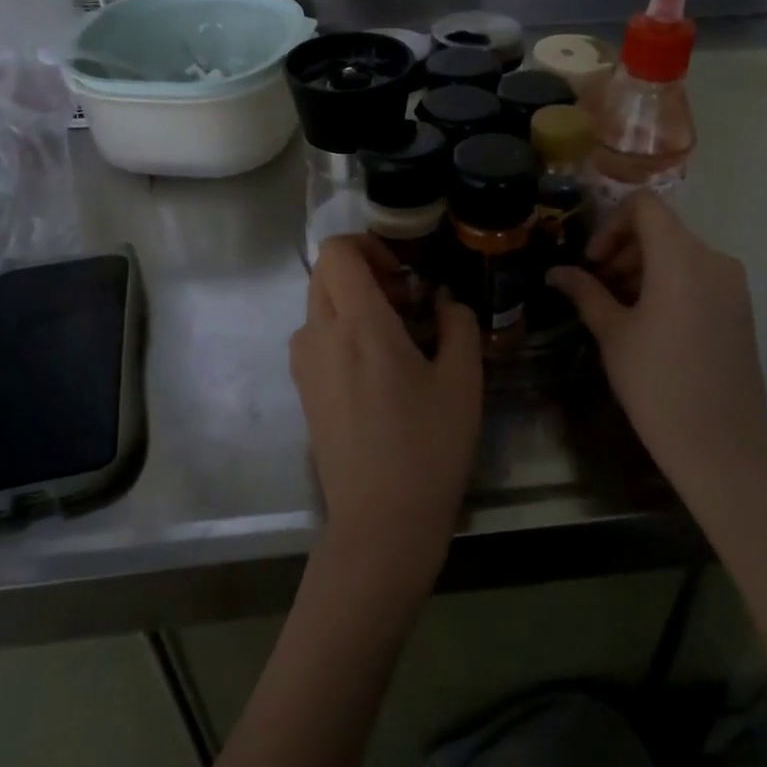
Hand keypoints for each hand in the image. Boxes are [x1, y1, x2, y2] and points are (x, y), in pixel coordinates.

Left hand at [290, 235, 483, 592]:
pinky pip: (317, 336)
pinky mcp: (303, 390)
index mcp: (358, 323)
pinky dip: (343, 330)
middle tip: (407, 300)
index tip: (403, 274)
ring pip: (319, 304)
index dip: (368, 245)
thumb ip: (457, 323)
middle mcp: (319, 334)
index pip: (337, 251)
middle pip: (325, 272)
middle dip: (364, 272)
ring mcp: (305, 364)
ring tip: (397, 336)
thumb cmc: (428, 446)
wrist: (381, 521)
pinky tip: (379, 368)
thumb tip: (444, 299)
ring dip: (353, 302)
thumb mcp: (462, 380)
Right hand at [548, 195, 766, 509]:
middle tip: (598, 287)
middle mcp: (713, 259)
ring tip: (620, 309)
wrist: (721, 443)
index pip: (645, 206)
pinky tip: (650, 323)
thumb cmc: (657, 384)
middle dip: (623, 249)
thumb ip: (585, 292)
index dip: (611, 223)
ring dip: (644, 267)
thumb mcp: (613, 333)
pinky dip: (669, 283)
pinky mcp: (740, 307)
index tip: (594, 262)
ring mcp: (732, 284)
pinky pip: (699, 275)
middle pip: (662, 229)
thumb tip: (556, 272)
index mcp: (680, 259)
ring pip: (680, 253)